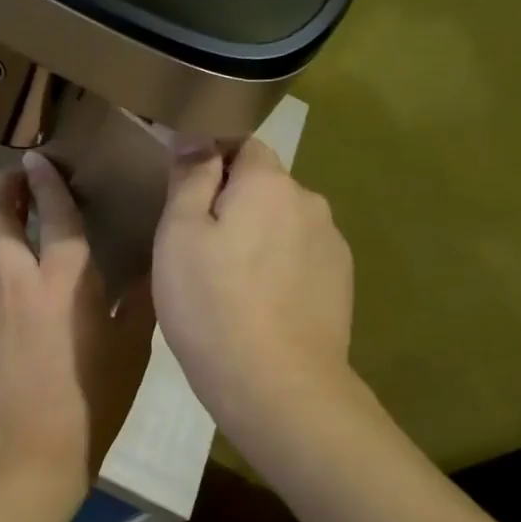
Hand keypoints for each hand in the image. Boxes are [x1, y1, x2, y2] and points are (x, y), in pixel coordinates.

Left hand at [0, 152, 155, 480]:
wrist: (29, 448)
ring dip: (0, 219)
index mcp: (65, 277)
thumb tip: (153, 268)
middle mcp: (21, 277)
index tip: (40, 158)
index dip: (45, 179)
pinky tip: (26, 273)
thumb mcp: (131, 350)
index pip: (53, 210)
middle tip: (19, 176)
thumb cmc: (91, 398)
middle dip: (1, 185)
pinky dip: (3, 256)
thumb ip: (140, 302)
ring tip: (23, 215)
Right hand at [152, 139, 355, 439]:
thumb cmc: (212, 303)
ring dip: (259, 237)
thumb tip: (197, 137)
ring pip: (284, 224)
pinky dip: (280, 268)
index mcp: (269, 182)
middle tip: (199, 248)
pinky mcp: (341, 284)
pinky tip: (260, 305)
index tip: (186, 199)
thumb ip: (190, 177)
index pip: (242, 144)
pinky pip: (301, 258)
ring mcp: (332, 245)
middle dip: (235, 203)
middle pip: (265, 186)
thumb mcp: (179, 234)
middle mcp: (310, 202)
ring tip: (230, 283)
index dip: (212, 162)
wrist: (276, 384)